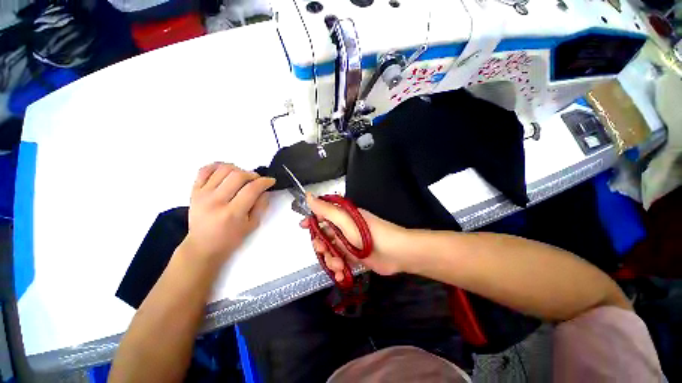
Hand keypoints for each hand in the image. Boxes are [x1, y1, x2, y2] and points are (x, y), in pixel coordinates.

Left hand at [183, 162, 274, 261]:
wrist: (202, 246)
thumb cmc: (230, 238)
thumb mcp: (252, 225)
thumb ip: (261, 206)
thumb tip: (265, 190)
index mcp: (232, 213)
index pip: (251, 189)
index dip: (264, 182)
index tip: (270, 181)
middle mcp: (216, 201)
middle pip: (238, 176)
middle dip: (252, 175)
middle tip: (257, 180)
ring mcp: (202, 195)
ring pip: (223, 169)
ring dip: (238, 169)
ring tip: (243, 177)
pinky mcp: (194, 191)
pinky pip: (204, 170)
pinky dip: (217, 166)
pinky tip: (227, 171)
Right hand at [300, 194, 415, 281]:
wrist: (395, 252)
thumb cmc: (368, 233)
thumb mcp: (345, 220)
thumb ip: (326, 210)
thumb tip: (308, 196)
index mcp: (342, 217)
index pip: (322, 215)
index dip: (311, 221)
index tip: (302, 227)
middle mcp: (345, 229)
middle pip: (324, 236)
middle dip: (322, 246)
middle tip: (325, 251)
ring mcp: (350, 244)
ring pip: (331, 251)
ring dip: (332, 260)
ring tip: (339, 266)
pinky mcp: (355, 257)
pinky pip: (341, 262)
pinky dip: (339, 270)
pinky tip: (342, 275)